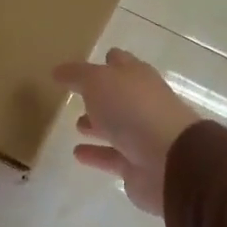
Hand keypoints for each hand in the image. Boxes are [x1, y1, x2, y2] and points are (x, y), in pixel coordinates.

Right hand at [53, 48, 199, 215]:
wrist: (168, 160)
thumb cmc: (133, 109)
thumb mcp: (98, 81)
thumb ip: (77, 75)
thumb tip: (58, 71)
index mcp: (137, 76)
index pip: (119, 62)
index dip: (104, 61)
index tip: (85, 65)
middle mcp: (142, 103)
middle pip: (118, 95)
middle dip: (99, 95)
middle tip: (77, 96)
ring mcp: (142, 135)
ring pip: (115, 127)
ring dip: (97, 125)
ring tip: (76, 125)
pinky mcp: (136, 164)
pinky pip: (111, 156)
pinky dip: (96, 154)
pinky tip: (77, 153)